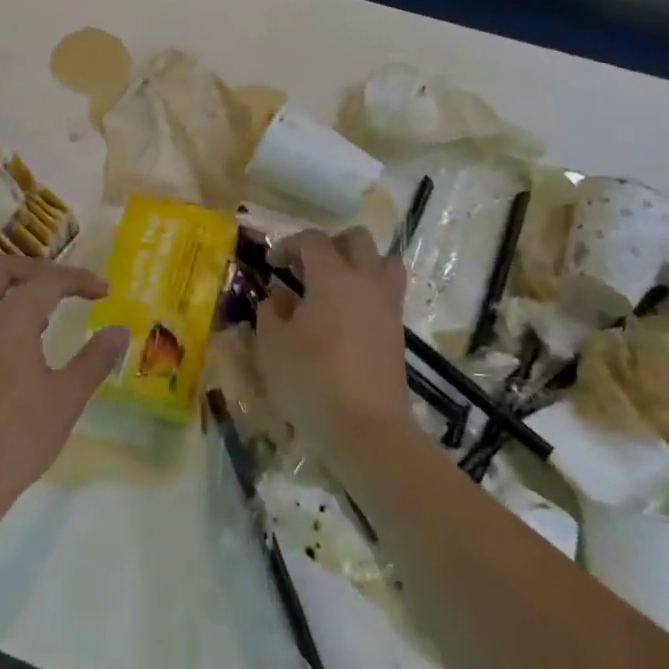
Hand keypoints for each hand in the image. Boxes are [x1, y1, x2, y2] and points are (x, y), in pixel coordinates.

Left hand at [0, 255, 129, 526]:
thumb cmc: (14, 439)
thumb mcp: (65, 400)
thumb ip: (94, 360)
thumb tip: (119, 331)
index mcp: (7, 319)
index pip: (47, 280)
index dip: (78, 280)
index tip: (104, 292)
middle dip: (34, 270)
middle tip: (62, 288)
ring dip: (10, 293)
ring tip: (42, 320)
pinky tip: (13, 352)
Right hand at [254, 228, 411, 471]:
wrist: (367, 429)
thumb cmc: (312, 381)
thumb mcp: (273, 346)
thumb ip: (271, 312)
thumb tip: (279, 297)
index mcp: (333, 277)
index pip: (312, 240)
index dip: (288, 244)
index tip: (272, 264)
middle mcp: (366, 281)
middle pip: (357, 240)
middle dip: (329, 245)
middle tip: (306, 268)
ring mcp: (387, 306)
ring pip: (382, 262)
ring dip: (358, 264)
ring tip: (334, 288)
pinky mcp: (397, 332)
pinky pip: (387, 293)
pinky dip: (367, 292)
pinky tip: (345, 319)